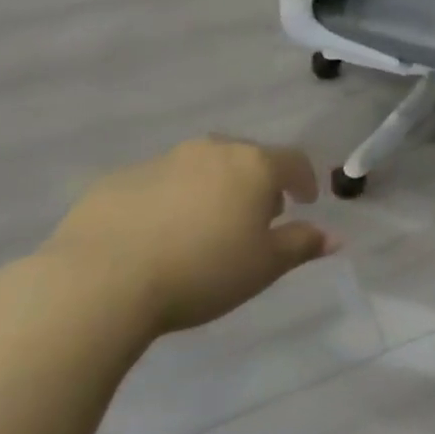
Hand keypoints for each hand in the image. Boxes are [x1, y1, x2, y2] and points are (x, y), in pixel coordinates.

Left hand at [38, 138, 335, 336]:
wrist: (100, 282)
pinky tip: (159, 235)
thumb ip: (302, 245)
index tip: (306, 203)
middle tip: (257, 218)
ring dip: (213, 188)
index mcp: (252, 165)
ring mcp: (160, 161)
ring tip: (206, 227)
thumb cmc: (202, 271)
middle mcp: (210, 151)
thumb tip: (334, 236)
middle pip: (246, 158)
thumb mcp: (265, 266)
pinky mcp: (116, 180)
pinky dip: (170, 201)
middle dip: (258, 183)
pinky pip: (158, 184)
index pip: (293, 161)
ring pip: (201, 167)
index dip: (305, 181)